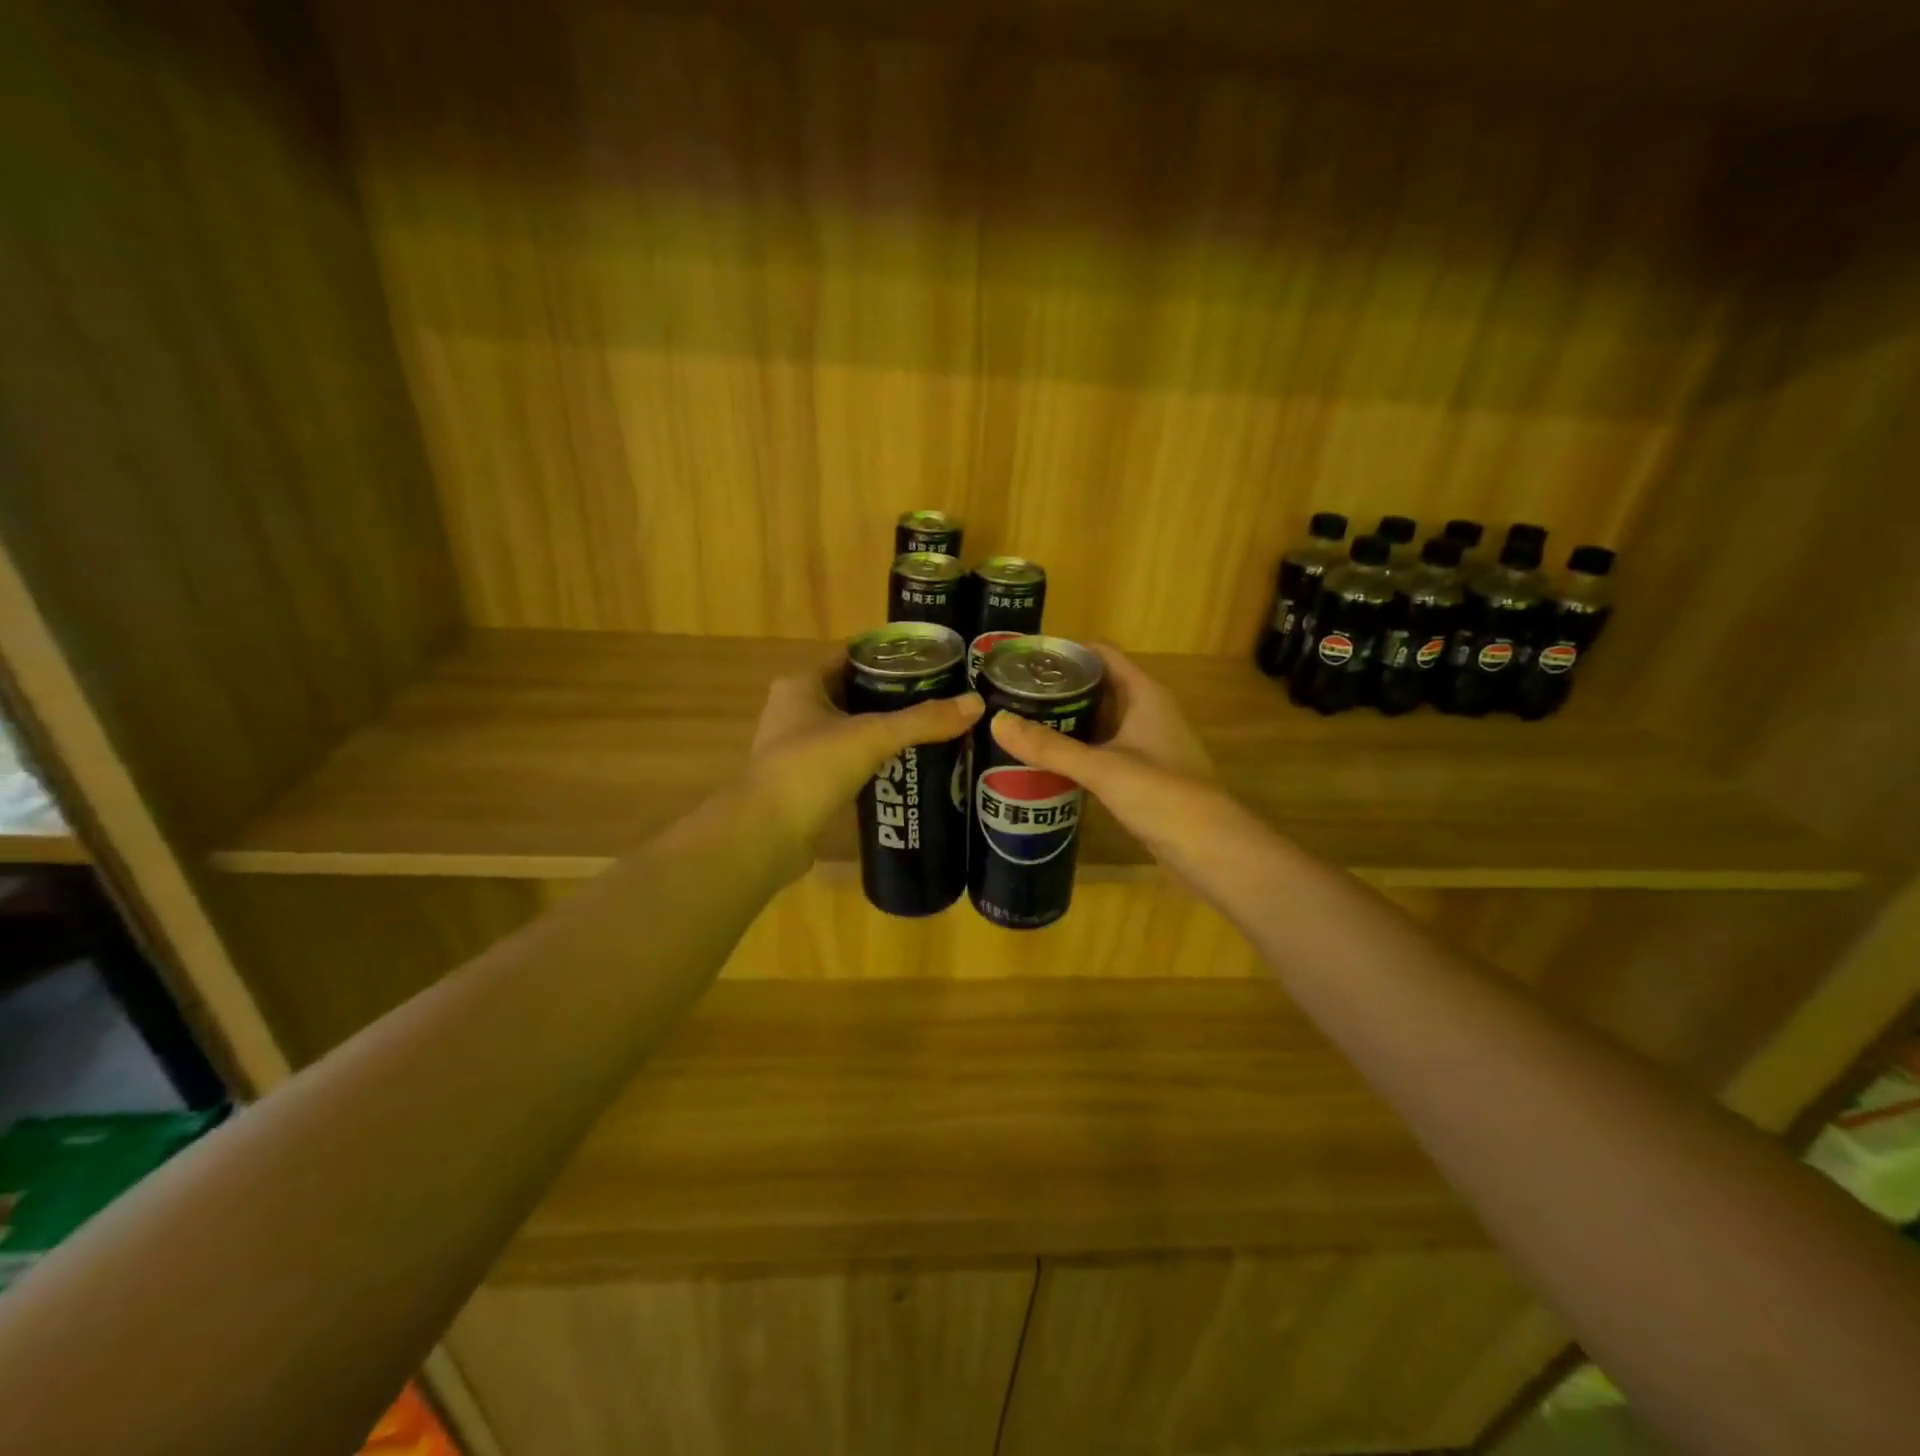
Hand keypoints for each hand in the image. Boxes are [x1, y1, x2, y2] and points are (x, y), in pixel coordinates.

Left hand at [747, 658, 982, 866]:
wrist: (764, 836)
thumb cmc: (810, 770)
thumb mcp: (871, 737)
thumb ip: (922, 721)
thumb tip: (976, 703)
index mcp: (803, 684)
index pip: (853, 657)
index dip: (891, 658)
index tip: (933, 664)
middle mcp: (796, 709)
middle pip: (855, 693)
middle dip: (895, 697)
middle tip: (941, 700)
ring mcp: (798, 747)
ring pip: (852, 729)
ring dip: (885, 731)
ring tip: (932, 732)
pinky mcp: (807, 781)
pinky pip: (848, 760)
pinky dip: (873, 761)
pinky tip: (906, 767)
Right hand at [988, 644, 1223, 860]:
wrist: (1210, 848)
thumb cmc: (1162, 794)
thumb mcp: (1102, 768)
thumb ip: (1049, 747)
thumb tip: (997, 722)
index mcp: (1144, 694)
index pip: (1102, 654)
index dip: (1065, 651)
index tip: (1024, 658)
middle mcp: (1146, 711)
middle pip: (1097, 685)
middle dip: (1058, 687)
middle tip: (1010, 693)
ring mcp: (1145, 743)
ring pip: (1098, 719)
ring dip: (1065, 719)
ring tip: (1019, 721)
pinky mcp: (1141, 772)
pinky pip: (1102, 748)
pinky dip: (1076, 747)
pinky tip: (1045, 759)